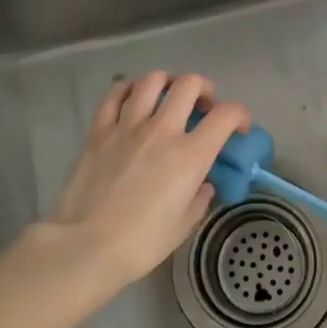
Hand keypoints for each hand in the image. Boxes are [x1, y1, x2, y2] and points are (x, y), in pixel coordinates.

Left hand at [31, 71, 249, 288]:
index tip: (237, 128)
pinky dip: (128, 89)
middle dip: (204, 89)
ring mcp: (128, 126)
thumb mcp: (184, 225)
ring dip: (167, 83)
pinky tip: (132, 98)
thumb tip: (203, 184)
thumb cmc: (141, 243)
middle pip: (190, 84)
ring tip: (167, 96)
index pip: (226, 114)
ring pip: (152, 80)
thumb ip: (199, 197)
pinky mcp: (99, 130)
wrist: (86, 246)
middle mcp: (162, 130)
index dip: (240, 114)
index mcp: (190, 155)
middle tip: (202, 107)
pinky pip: (114, 94)